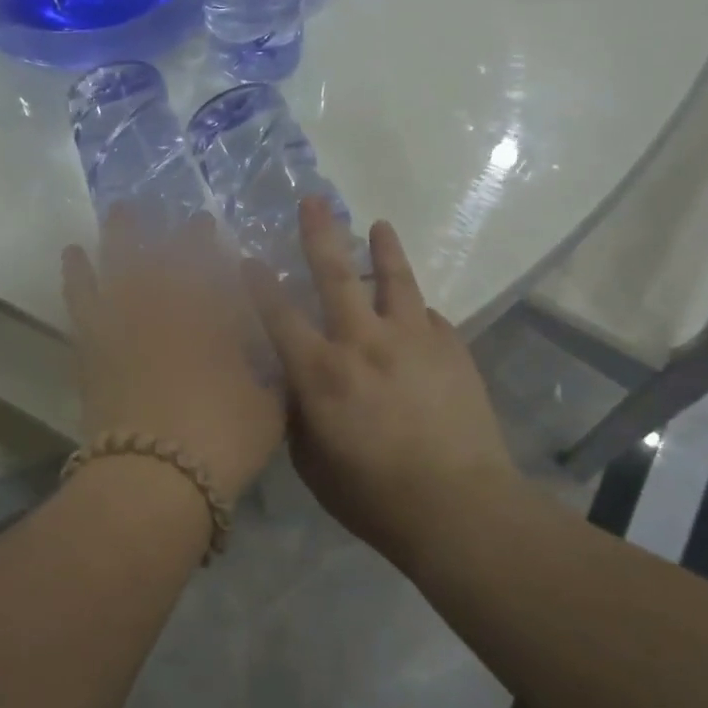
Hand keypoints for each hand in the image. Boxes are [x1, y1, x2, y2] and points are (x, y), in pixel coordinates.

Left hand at [63, 208, 285, 502]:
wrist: (155, 479)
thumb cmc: (222, 443)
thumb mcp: (269, 409)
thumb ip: (271, 374)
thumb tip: (270, 352)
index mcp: (215, 322)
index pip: (214, 271)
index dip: (212, 247)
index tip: (210, 225)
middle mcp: (171, 312)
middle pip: (171, 262)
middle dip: (178, 236)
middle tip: (180, 217)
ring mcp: (128, 325)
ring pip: (122, 268)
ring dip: (123, 236)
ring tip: (122, 209)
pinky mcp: (94, 347)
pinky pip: (81, 301)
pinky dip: (77, 275)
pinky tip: (73, 253)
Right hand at [243, 198, 515, 563]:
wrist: (459, 507)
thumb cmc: (374, 497)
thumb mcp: (313, 465)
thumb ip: (298, 416)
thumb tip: (294, 385)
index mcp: (321, 372)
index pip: (279, 315)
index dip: (259, 283)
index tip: (247, 257)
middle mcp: (363, 342)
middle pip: (336, 275)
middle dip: (321, 234)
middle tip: (314, 200)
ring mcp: (413, 339)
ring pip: (394, 280)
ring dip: (384, 249)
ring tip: (379, 225)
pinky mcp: (452, 348)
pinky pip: (429, 317)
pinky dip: (416, 311)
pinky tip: (415, 312)